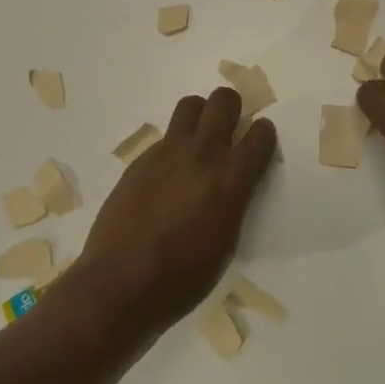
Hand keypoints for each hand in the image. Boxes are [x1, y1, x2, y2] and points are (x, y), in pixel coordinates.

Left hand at [75, 88, 277, 333]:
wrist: (121, 283)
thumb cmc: (184, 277)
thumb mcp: (227, 241)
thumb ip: (234, 200)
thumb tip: (232, 183)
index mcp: (231, 178)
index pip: (260, 134)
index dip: (263, 134)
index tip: (259, 142)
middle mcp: (202, 154)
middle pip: (224, 100)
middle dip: (232, 108)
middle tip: (229, 130)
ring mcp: (168, 152)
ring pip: (191, 105)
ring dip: (201, 115)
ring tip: (198, 141)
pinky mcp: (141, 159)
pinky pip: (165, 137)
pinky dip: (174, 146)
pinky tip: (167, 176)